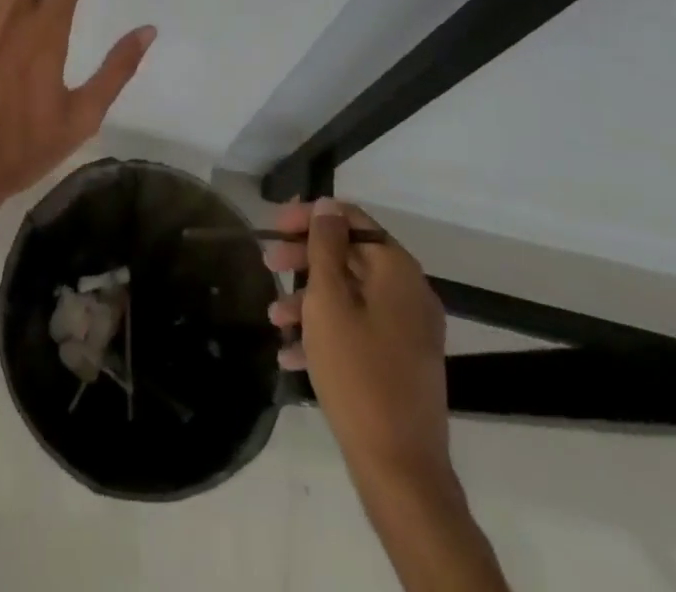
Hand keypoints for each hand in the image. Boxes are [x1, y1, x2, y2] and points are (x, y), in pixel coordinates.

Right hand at [267, 199, 453, 488]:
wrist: (399, 468)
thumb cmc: (357, 373)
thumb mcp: (328, 302)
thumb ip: (325, 247)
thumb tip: (328, 206)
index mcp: (397, 270)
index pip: (352, 220)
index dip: (311, 217)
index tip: (274, 226)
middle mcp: (408, 292)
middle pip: (350, 255)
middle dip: (305, 259)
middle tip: (267, 264)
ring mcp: (407, 329)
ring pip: (351, 295)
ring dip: (309, 299)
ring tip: (273, 317)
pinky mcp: (401, 361)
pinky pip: (359, 329)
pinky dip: (326, 331)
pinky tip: (290, 353)